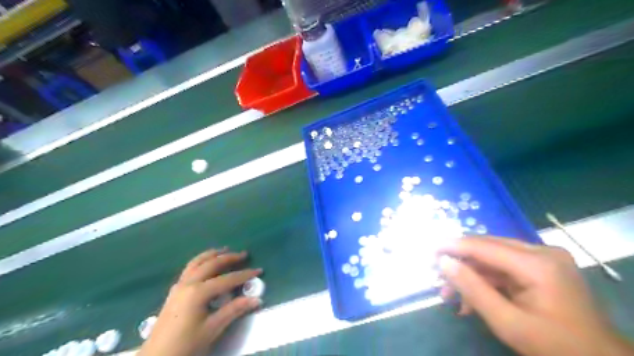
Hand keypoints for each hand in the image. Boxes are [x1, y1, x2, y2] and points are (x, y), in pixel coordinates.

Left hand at [138, 249, 263, 355]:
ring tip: (224, 250)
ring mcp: (178, 286)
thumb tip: (257, 299)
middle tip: (243, 254)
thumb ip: (234, 310)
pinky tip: (205, 265)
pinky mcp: (174, 291)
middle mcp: (188, 283)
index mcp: (198, 292)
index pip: (227, 279)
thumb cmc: (186, 345)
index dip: (244, 274)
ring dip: (212, 255)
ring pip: (196, 262)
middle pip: (211, 264)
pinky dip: (200, 261)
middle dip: (228, 258)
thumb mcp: (212, 328)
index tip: (259, 270)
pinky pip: (189, 269)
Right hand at [439, 236, 630, 355]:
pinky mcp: (543, 266)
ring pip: (493, 257)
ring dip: (470, 274)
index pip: (483, 246)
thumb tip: (443, 262)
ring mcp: (544, 258)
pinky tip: (471, 299)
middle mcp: (542, 251)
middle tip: (436, 274)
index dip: (452, 246)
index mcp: (538, 264)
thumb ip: (472, 288)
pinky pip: (505, 267)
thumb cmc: (555, 347)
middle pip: (487, 248)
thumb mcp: (507, 322)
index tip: (428, 251)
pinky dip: (486, 280)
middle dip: (460, 262)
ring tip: (450, 294)